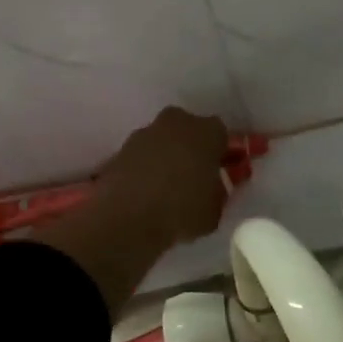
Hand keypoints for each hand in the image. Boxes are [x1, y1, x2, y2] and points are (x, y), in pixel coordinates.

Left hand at [36, 107, 229, 315]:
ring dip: (166, 156)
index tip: (219, 171)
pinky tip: (145, 193)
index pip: (221, 134)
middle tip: (193, 175)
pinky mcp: (121, 149)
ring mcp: (145, 133)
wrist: (127, 219)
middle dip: (192, 148)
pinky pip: (141, 156)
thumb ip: (217, 193)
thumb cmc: (182, 210)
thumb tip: (211, 190)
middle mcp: (177, 122)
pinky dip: (144, 168)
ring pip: (163, 141)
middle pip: (189, 130)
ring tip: (166, 188)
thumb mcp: (215, 210)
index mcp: (208, 131)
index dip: (221, 153)